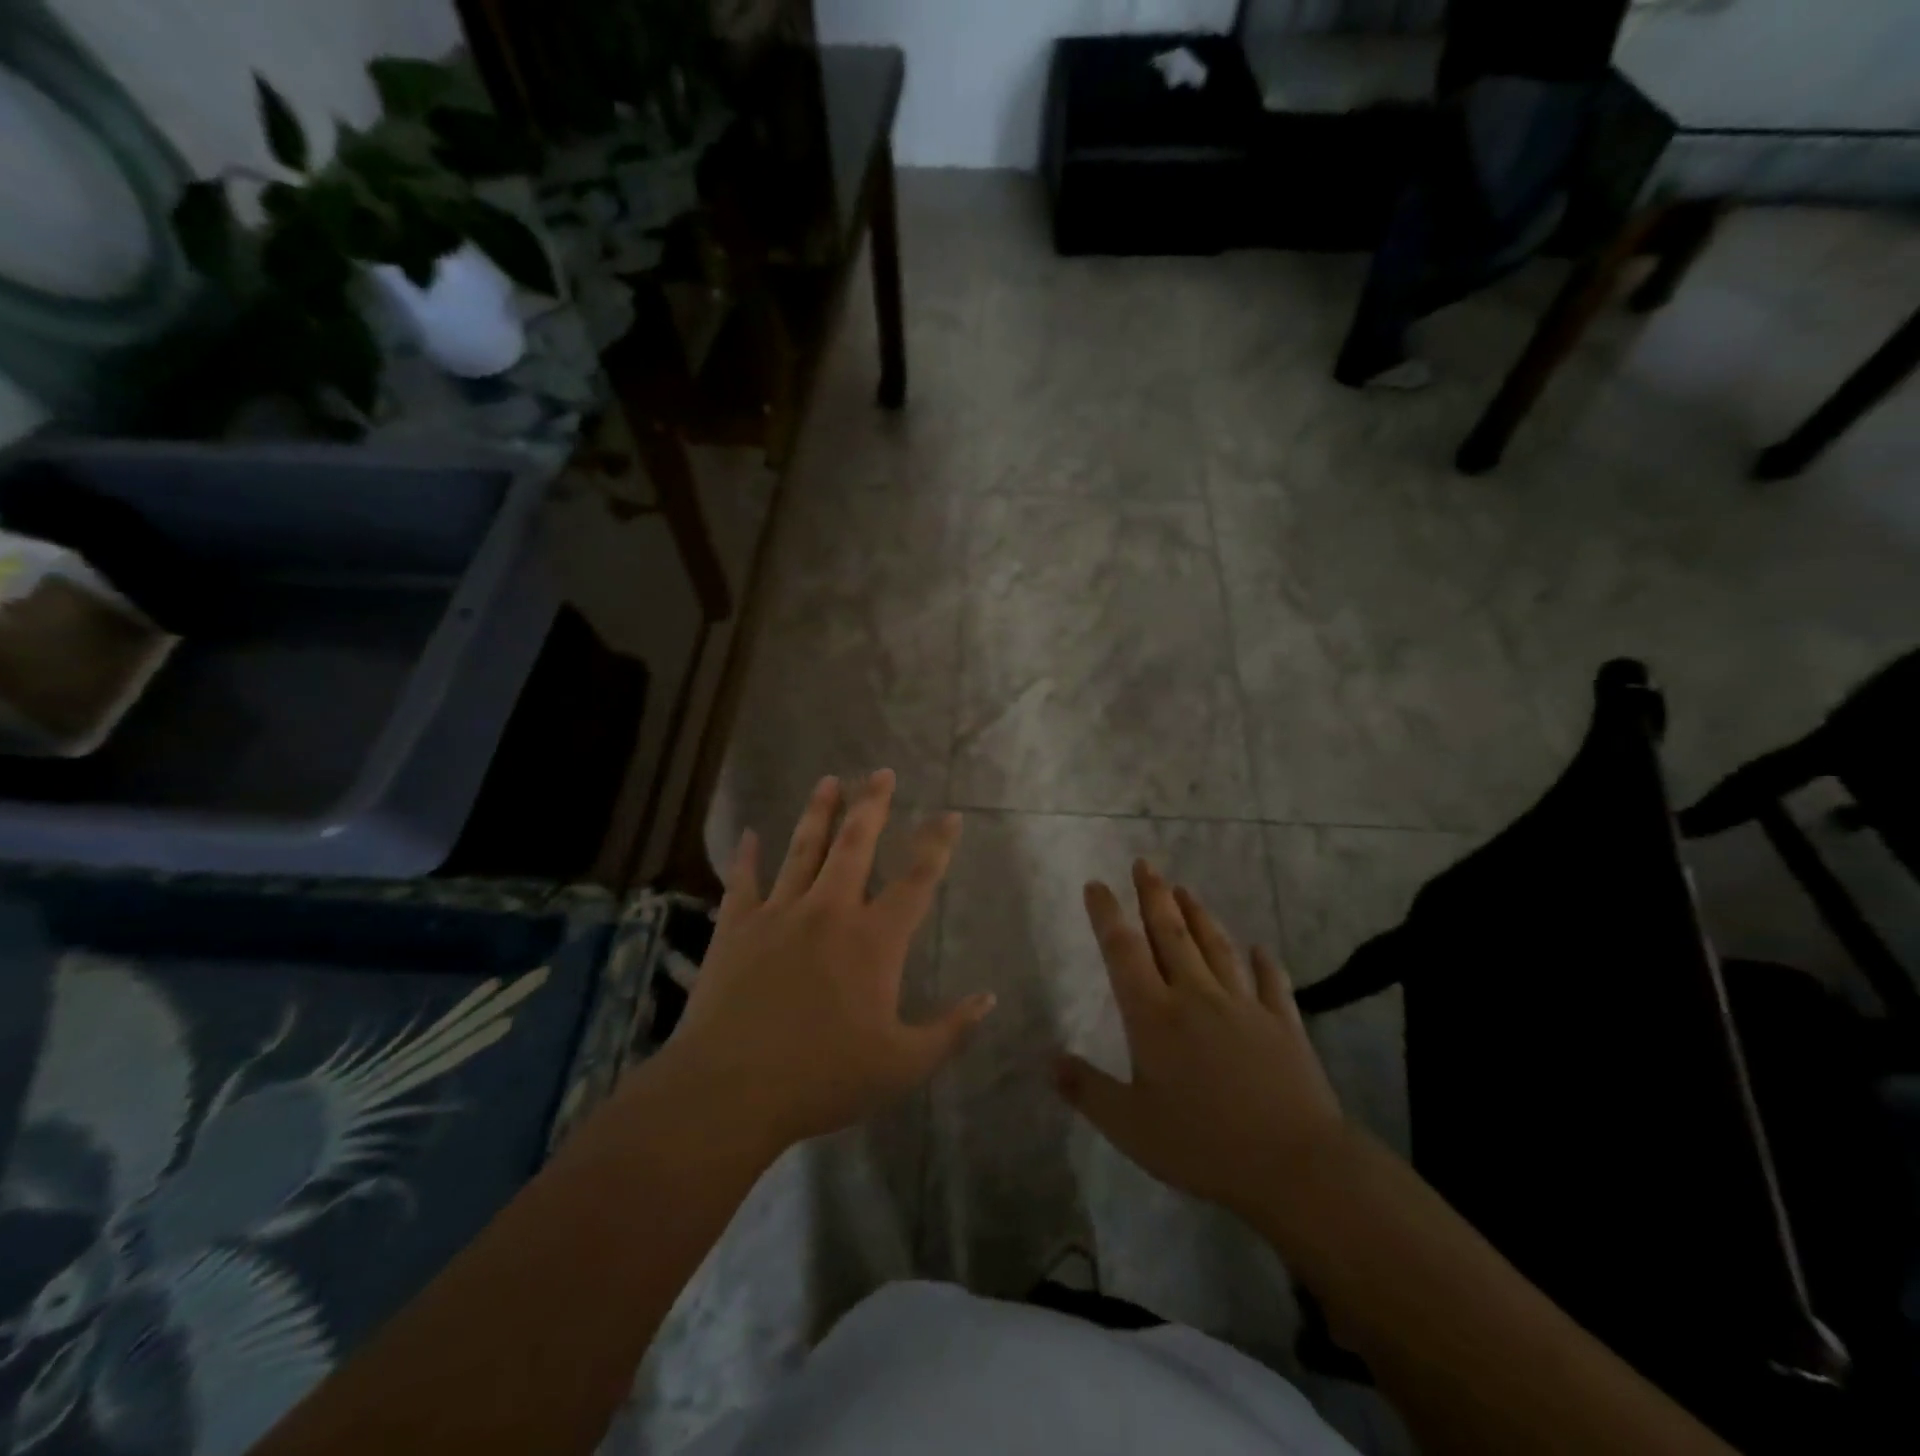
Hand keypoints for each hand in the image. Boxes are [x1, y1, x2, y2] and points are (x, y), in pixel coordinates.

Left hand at [661, 770, 993, 1156]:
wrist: (730, 1090)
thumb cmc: (823, 1078)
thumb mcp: (902, 1066)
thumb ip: (949, 1031)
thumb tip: (989, 999)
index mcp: (874, 940)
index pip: (916, 881)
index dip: (936, 845)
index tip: (949, 815)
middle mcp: (829, 911)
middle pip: (855, 845)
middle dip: (872, 805)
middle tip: (881, 772)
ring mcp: (779, 914)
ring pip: (803, 849)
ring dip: (818, 812)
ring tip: (829, 780)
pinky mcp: (737, 928)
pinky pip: (743, 881)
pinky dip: (746, 856)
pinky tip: (750, 834)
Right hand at [1053, 861, 1347, 1218]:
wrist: (1294, 1164)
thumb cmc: (1202, 1144)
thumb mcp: (1130, 1126)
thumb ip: (1087, 1090)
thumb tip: (1048, 1060)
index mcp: (1154, 1015)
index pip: (1124, 951)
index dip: (1107, 915)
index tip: (1097, 884)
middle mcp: (1196, 996)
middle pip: (1171, 934)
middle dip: (1154, 896)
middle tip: (1144, 864)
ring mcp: (1244, 1006)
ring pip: (1216, 947)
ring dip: (1199, 915)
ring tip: (1185, 890)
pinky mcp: (1283, 1024)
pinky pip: (1271, 983)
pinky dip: (1265, 963)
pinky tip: (1261, 949)